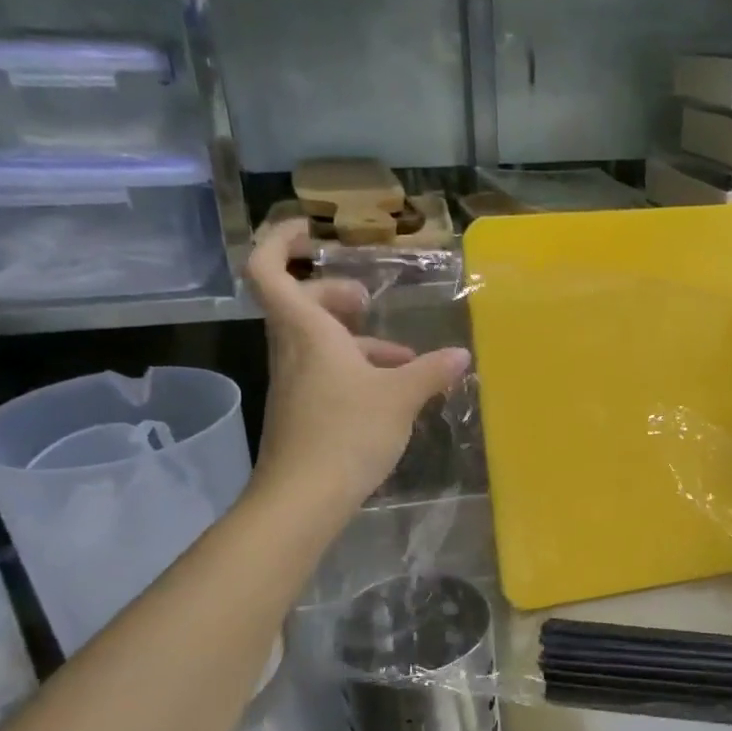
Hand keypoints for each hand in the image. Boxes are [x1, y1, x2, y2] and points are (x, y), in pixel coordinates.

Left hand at [245, 223, 471, 508]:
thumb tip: (462, 355)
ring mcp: (294, 382)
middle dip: (335, 294)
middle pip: (301, 304)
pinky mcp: (302, 410)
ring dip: (357, 340)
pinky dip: (355, 370)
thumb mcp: (400, 398)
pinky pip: (325, 372)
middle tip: (369, 299)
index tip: (311, 231)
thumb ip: (431, 371)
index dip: (280, 241)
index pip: (269, 270)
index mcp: (307, 332)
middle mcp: (293, 350)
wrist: (302, 499)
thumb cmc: (347, 434)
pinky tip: (391, 393)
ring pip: (318, 342)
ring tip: (404, 357)